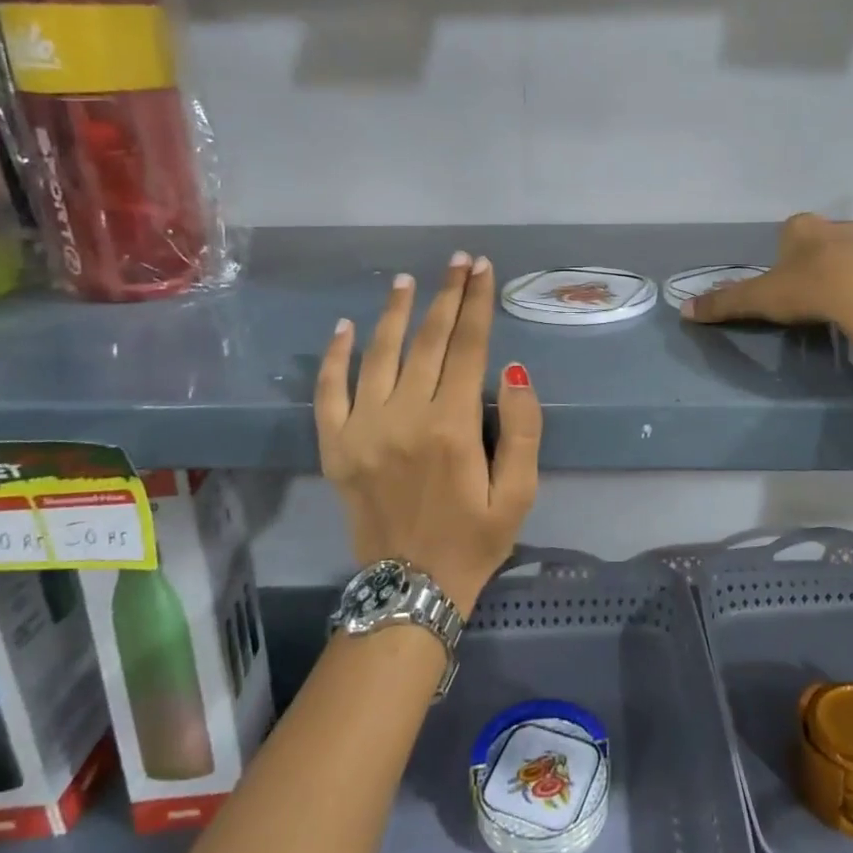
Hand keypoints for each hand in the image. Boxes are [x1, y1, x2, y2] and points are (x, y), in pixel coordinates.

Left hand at [316, 253, 540, 613]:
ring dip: (395, 313)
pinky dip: (335, 356)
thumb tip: (512, 370)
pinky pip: (329, 390)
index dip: (477, 304)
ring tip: (408, 281)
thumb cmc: (474, 541)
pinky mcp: (335, 446)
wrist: (409, 591)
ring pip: (379, 354)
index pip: (469, 348)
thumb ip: (523, 429)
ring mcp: (363, 430)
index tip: (482, 269)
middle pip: (429, 341)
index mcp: (452, 427)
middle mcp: (405, 417)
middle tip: (457, 261)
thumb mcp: (519, 494)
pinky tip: (344, 326)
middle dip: (447, 295)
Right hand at [681, 213, 852, 359]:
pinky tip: (851, 308)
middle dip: (807, 263)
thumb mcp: (759, 298)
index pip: (786, 232)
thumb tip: (684, 311)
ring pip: (841, 257)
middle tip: (800, 294)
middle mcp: (833, 226)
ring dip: (834, 274)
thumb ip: (724, 303)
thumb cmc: (808, 289)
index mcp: (801, 225)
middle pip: (814, 243)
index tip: (779, 283)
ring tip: (826, 304)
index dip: (780, 257)